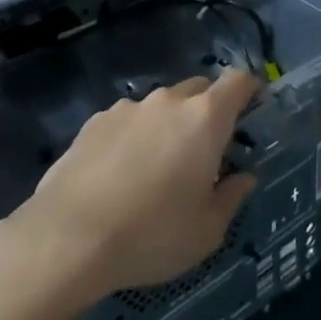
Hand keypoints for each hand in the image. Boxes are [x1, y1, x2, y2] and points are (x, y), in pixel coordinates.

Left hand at [0, 71, 260, 308]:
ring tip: (157, 168)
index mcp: (204, 119)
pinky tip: (120, 175)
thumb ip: (231, 197)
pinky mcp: (92, 123)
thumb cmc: (152, 235)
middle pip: (198, 90)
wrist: (67, 238)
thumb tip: (243, 177)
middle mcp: (167, 102)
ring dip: (168, 125)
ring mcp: (126, 108)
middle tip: (206, 151)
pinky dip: (134, 137)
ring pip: (160, 106)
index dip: (250, 90)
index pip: (238, 81)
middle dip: (208, 111)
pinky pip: (127, 121)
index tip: (253, 109)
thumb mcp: (207, 230)